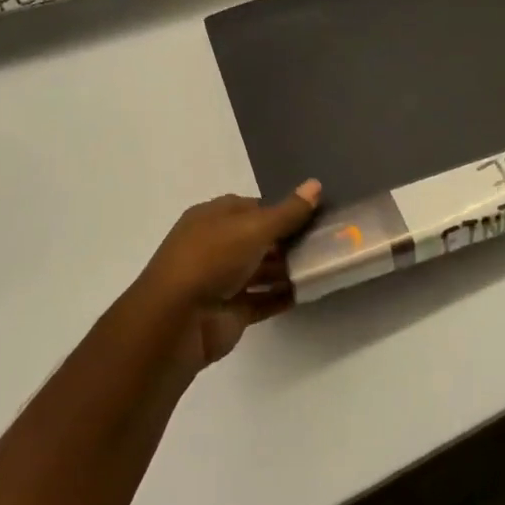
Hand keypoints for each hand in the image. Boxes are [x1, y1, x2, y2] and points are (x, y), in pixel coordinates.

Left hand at [135, 180, 321, 371]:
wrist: (177, 321)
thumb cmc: (212, 259)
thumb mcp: (253, 228)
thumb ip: (287, 212)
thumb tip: (315, 184)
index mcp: (213, 217)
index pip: (252, 207)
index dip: (281, 209)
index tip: (314, 213)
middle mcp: (216, 246)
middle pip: (258, 239)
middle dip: (288, 240)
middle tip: (327, 240)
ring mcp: (223, 280)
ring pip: (261, 270)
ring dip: (288, 268)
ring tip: (324, 265)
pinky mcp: (231, 311)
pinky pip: (262, 300)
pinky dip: (282, 296)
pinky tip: (309, 291)